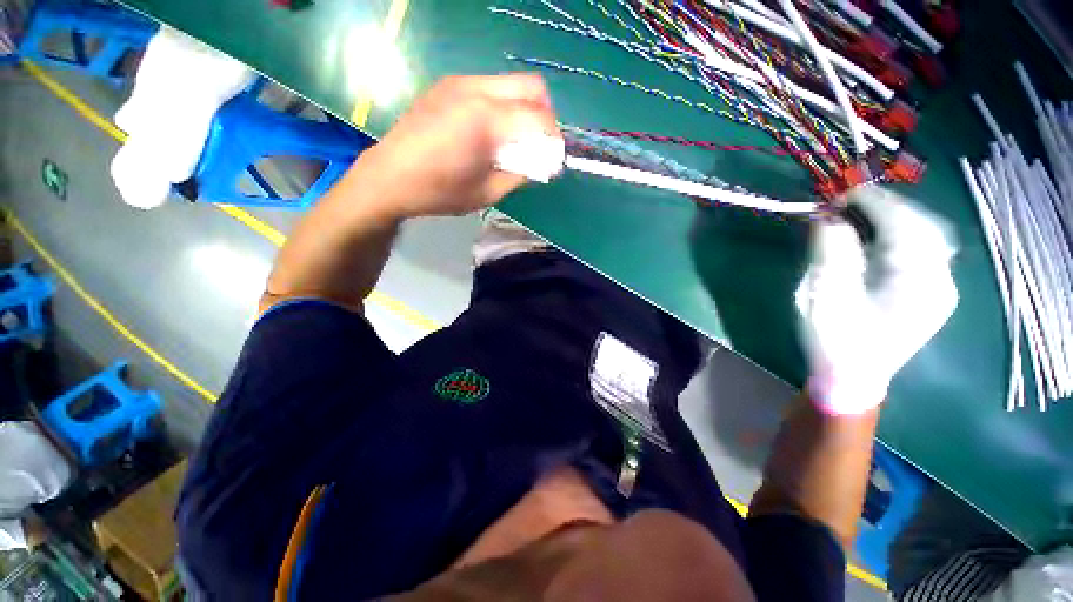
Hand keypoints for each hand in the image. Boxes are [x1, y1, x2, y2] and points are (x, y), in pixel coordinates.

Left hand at [355, 74, 559, 219]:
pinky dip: (502, 105)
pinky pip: (490, 87)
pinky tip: (489, 130)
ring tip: (513, 139)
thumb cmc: (440, 191)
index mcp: (486, 121)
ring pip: (511, 83)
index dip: (554, 140)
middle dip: (545, 116)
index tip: (552, 160)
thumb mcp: (488, 193)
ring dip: (523, 109)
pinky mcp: (448, 85)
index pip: (540, 118)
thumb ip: (521, 174)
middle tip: (538, 144)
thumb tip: (542, 163)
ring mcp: (460, 82)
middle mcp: (476, 90)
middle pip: (532, 86)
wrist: (390, 176)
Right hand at [795, 186, 958, 414]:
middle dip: (884, 206)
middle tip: (846, 202)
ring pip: (926, 235)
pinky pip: (922, 251)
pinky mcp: (930, 293)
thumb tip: (828, 215)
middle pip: (921, 224)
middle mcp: (940, 279)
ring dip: (893, 218)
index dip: (869, 202)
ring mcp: (939, 287)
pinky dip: (899, 235)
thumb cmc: (834, 340)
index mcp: (916, 281)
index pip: (901, 223)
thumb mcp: (823, 294)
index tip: (837, 193)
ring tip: (859, 214)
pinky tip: (876, 237)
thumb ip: (830, 250)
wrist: (851, 380)